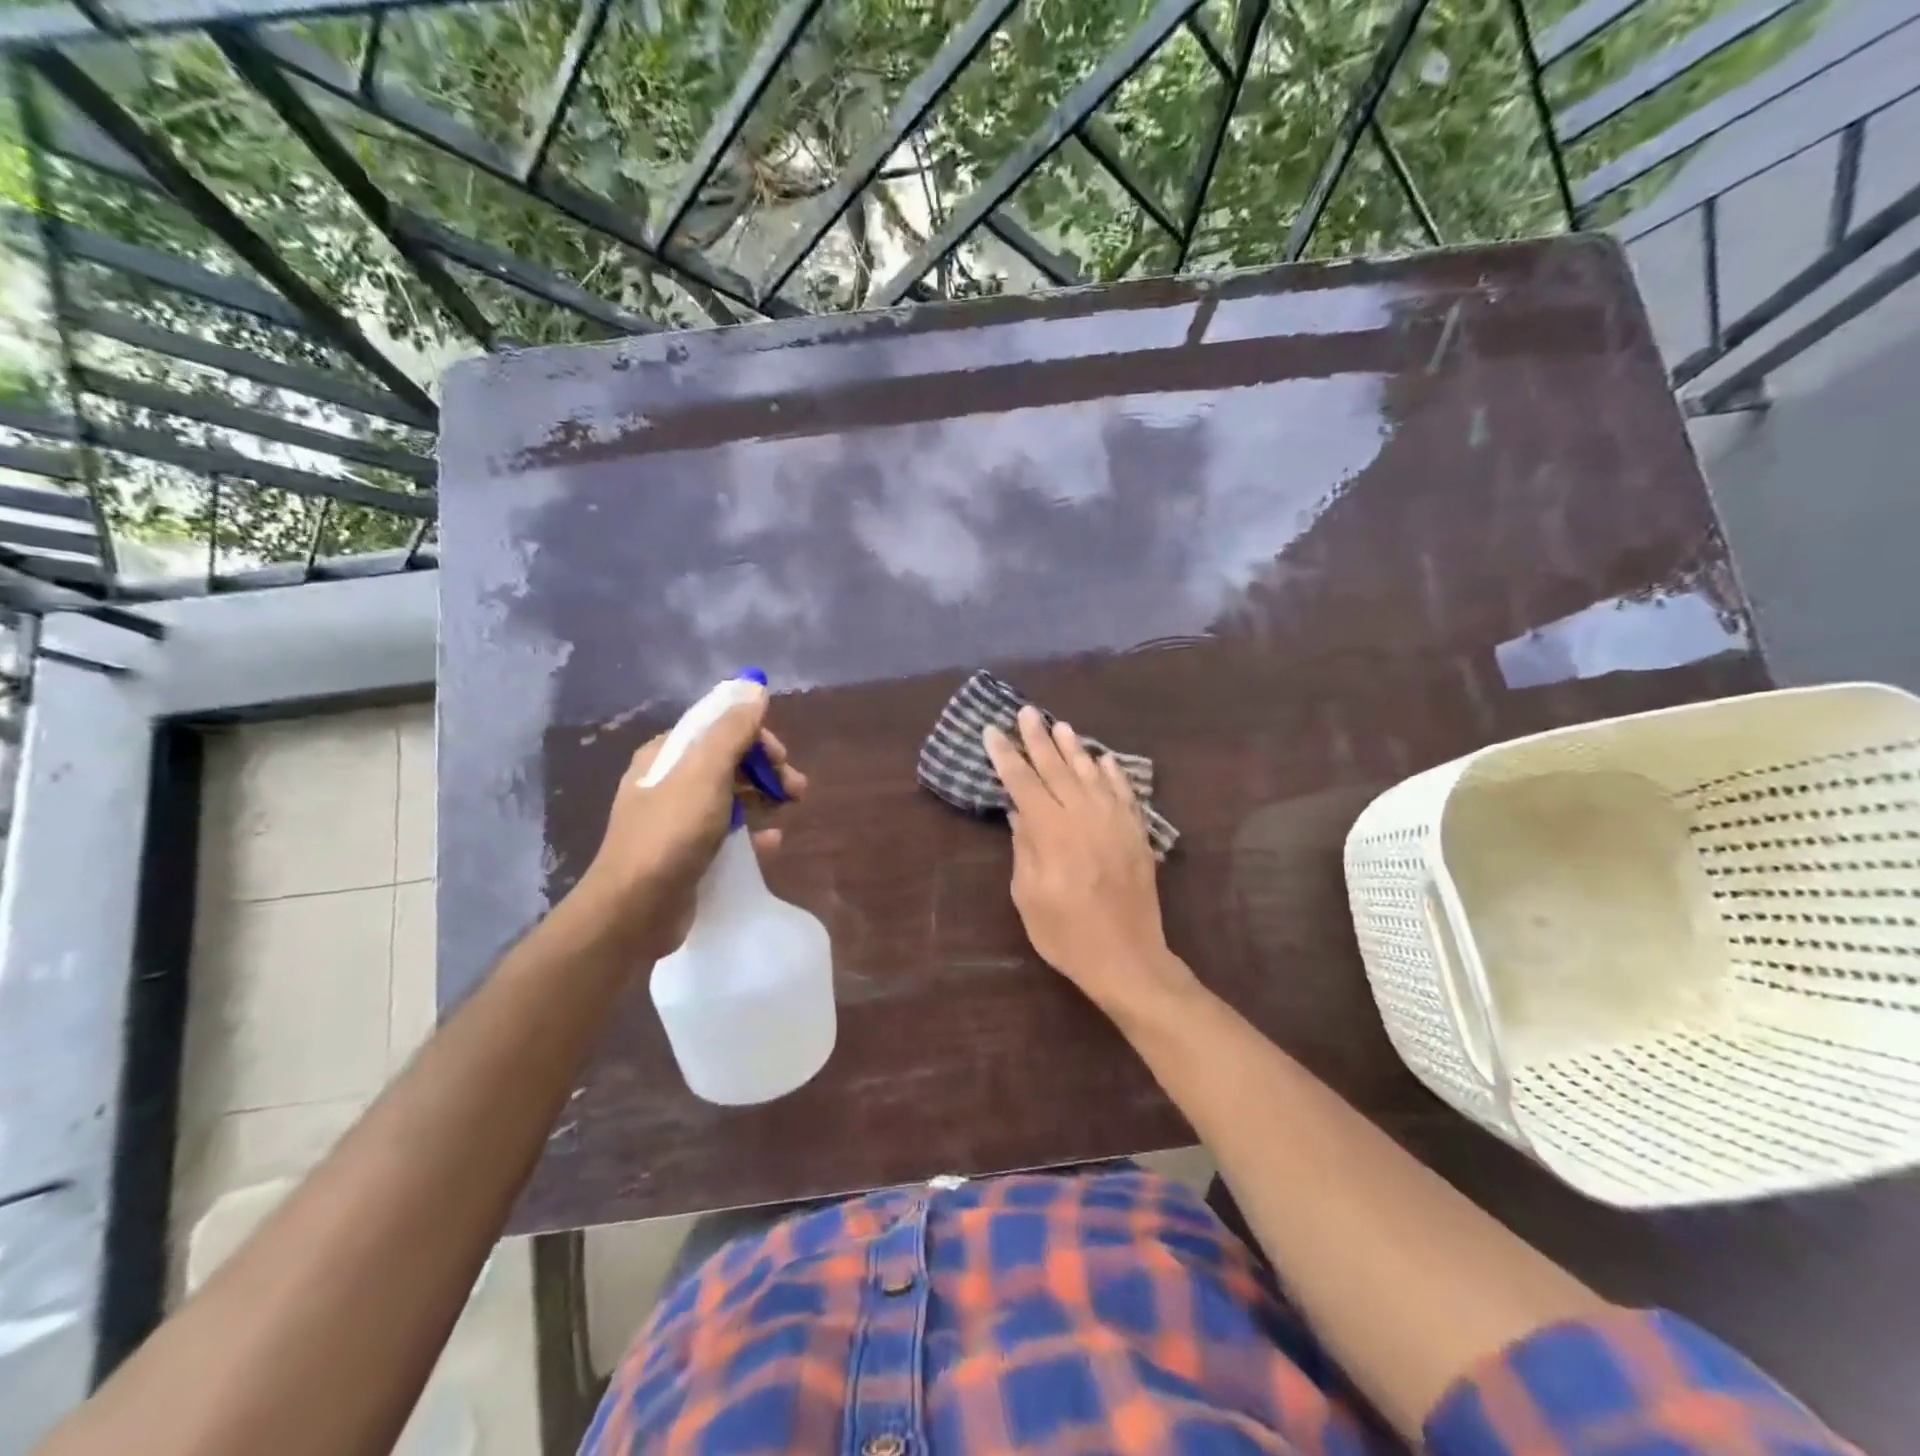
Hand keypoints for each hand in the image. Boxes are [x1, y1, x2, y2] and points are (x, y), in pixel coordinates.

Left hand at [567, 686, 805, 958]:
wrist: (635, 908)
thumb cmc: (671, 832)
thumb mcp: (705, 772)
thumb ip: (732, 729)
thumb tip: (754, 686)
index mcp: (667, 755)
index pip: (718, 727)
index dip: (755, 737)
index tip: (781, 757)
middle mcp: (670, 781)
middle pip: (729, 761)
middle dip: (766, 769)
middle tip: (796, 788)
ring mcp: (678, 819)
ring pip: (732, 795)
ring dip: (765, 797)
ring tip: (792, 809)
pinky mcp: (688, 852)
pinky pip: (728, 831)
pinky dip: (753, 831)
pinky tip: (772, 842)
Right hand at [983, 705, 1194, 1016]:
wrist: (1127, 957)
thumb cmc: (1066, 933)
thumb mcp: (1028, 895)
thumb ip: (1024, 847)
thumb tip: (1019, 811)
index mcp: (1052, 831)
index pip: (1023, 782)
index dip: (1006, 755)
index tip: (992, 731)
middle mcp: (1084, 815)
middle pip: (1057, 768)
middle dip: (1038, 739)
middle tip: (1026, 712)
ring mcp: (1115, 821)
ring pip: (1091, 773)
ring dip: (1074, 748)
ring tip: (1060, 725)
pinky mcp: (1137, 833)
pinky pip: (1124, 792)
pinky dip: (1113, 773)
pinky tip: (1104, 758)